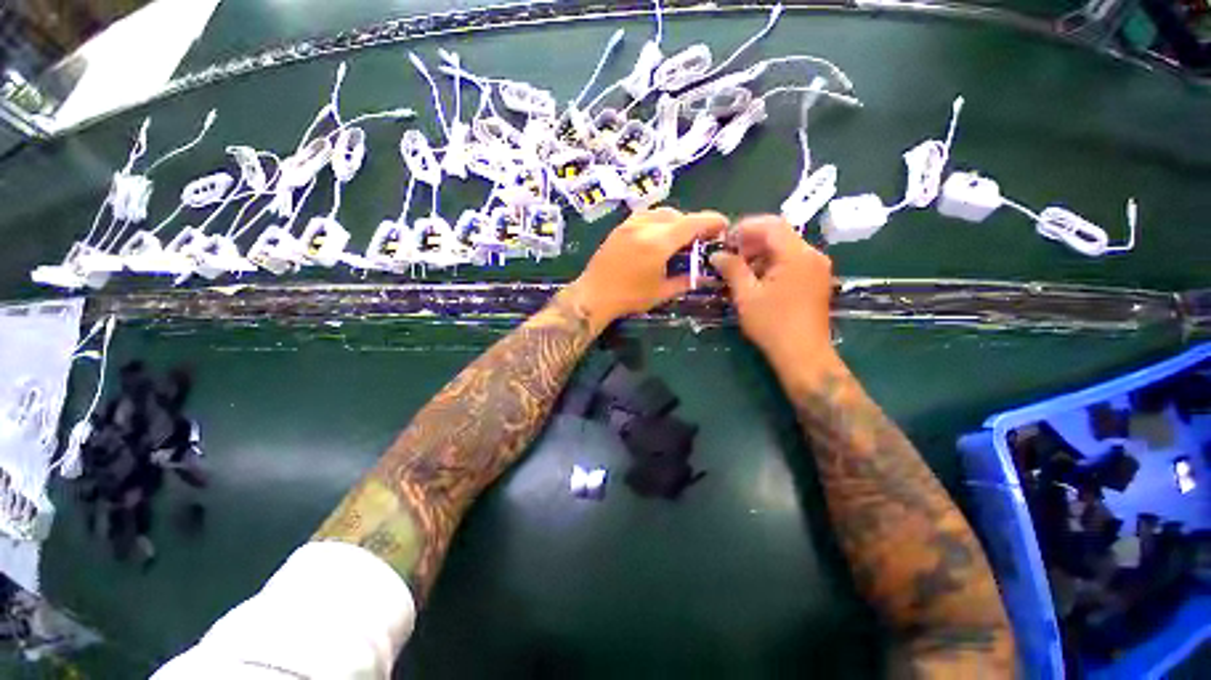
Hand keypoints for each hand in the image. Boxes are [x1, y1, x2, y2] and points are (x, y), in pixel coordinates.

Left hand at [567, 208, 727, 328]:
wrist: (594, 295)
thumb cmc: (629, 297)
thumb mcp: (661, 292)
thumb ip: (686, 281)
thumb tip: (706, 276)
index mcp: (658, 243)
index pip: (692, 223)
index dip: (711, 221)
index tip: (723, 225)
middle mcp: (645, 227)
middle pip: (677, 215)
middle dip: (693, 223)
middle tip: (700, 239)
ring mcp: (629, 224)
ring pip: (660, 212)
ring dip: (675, 221)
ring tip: (679, 238)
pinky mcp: (619, 228)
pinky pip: (645, 216)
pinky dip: (658, 221)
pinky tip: (658, 236)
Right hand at [710, 215, 835, 371]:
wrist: (803, 354)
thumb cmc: (772, 324)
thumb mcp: (746, 295)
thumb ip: (732, 269)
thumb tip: (717, 254)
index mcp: (797, 254)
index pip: (771, 224)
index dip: (745, 227)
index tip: (724, 239)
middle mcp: (812, 255)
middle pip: (779, 235)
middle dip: (751, 241)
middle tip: (728, 255)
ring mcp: (817, 268)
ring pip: (785, 248)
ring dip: (760, 253)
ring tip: (738, 269)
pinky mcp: (815, 280)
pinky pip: (791, 261)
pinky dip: (771, 264)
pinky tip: (755, 279)